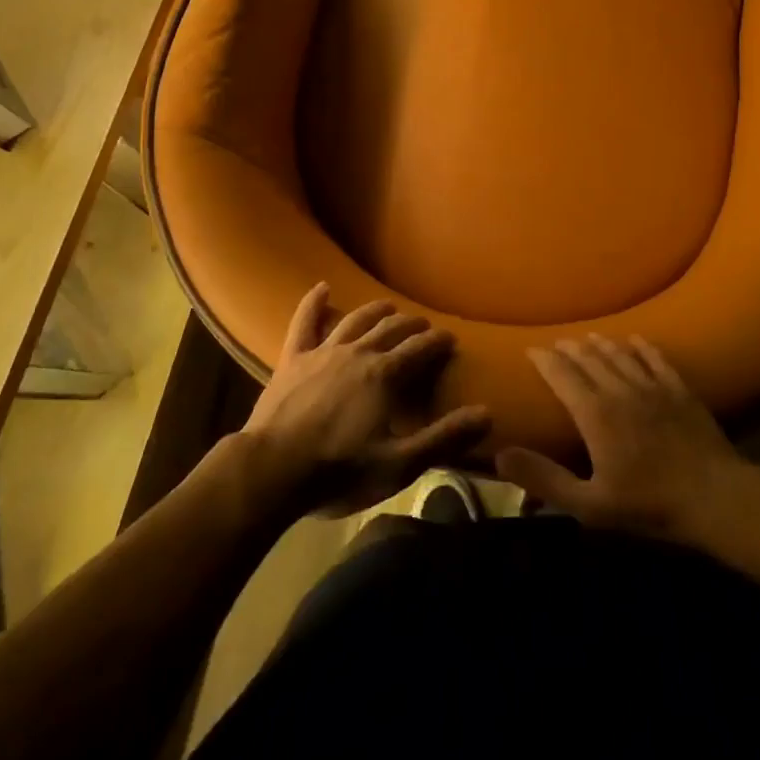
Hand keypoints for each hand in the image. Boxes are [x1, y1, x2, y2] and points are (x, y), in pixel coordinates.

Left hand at [243, 283, 490, 516]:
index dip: (437, 342)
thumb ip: (443, 437)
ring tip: (388, 306)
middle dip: (411, 326)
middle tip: (423, 326)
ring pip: (355, 320)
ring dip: (375, 311)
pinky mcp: (293, 358)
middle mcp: (358, 352)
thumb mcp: (398, 465)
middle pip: (390, 329)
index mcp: (384, 375)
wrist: (272, 470)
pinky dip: (314, 303)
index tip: (450, 338)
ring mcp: (322, 351)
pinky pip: (305, 322)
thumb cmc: (339, 471)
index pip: (419, 349)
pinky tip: (322, 288)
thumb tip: (487, 413)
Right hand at [495, 335, 751, 540]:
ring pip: (620, 354)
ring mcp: (652, 386)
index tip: (531, 350)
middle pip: (589, 359)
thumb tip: (501, 454)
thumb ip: (545, 479)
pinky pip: (656, 359)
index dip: (545, 360)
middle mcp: (619, 388)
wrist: (715, 498)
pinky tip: (635, 340)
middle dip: (569, 349)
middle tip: (557, 343)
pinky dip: (642, 347)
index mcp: (595, 412)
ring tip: (588, 337)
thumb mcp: (590, 504)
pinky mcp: (679, 390)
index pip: (562, 375)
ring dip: (601, 344)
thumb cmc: (649, 505)